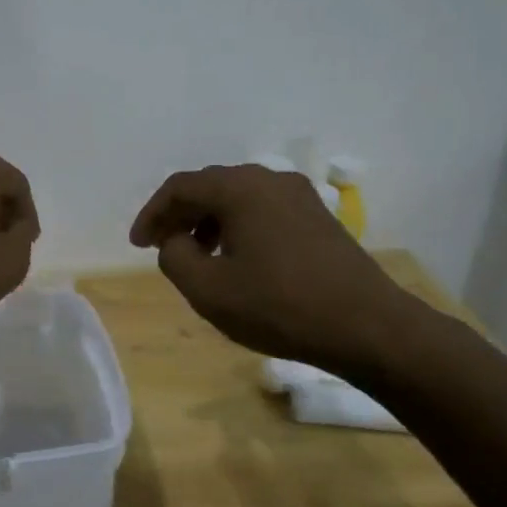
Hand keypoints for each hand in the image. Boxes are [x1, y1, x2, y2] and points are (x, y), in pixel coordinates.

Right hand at [129, 164, 418, 377]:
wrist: (368, 327)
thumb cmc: (279, 306)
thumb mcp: (207, 289)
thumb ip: (174, 256)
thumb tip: (176, 240)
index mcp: (239, 188)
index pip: (180, 187)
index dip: (152, 214)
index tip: (138, 245)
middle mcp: (268, 179)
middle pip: (209, 187)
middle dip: (179, 216)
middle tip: (161, 247)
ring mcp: (299, 196)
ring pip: (237, 198)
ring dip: (208, 222)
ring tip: (197, 257)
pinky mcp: (318, 217)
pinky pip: (263, 210)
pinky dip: (238, 227)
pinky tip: (237, 260)